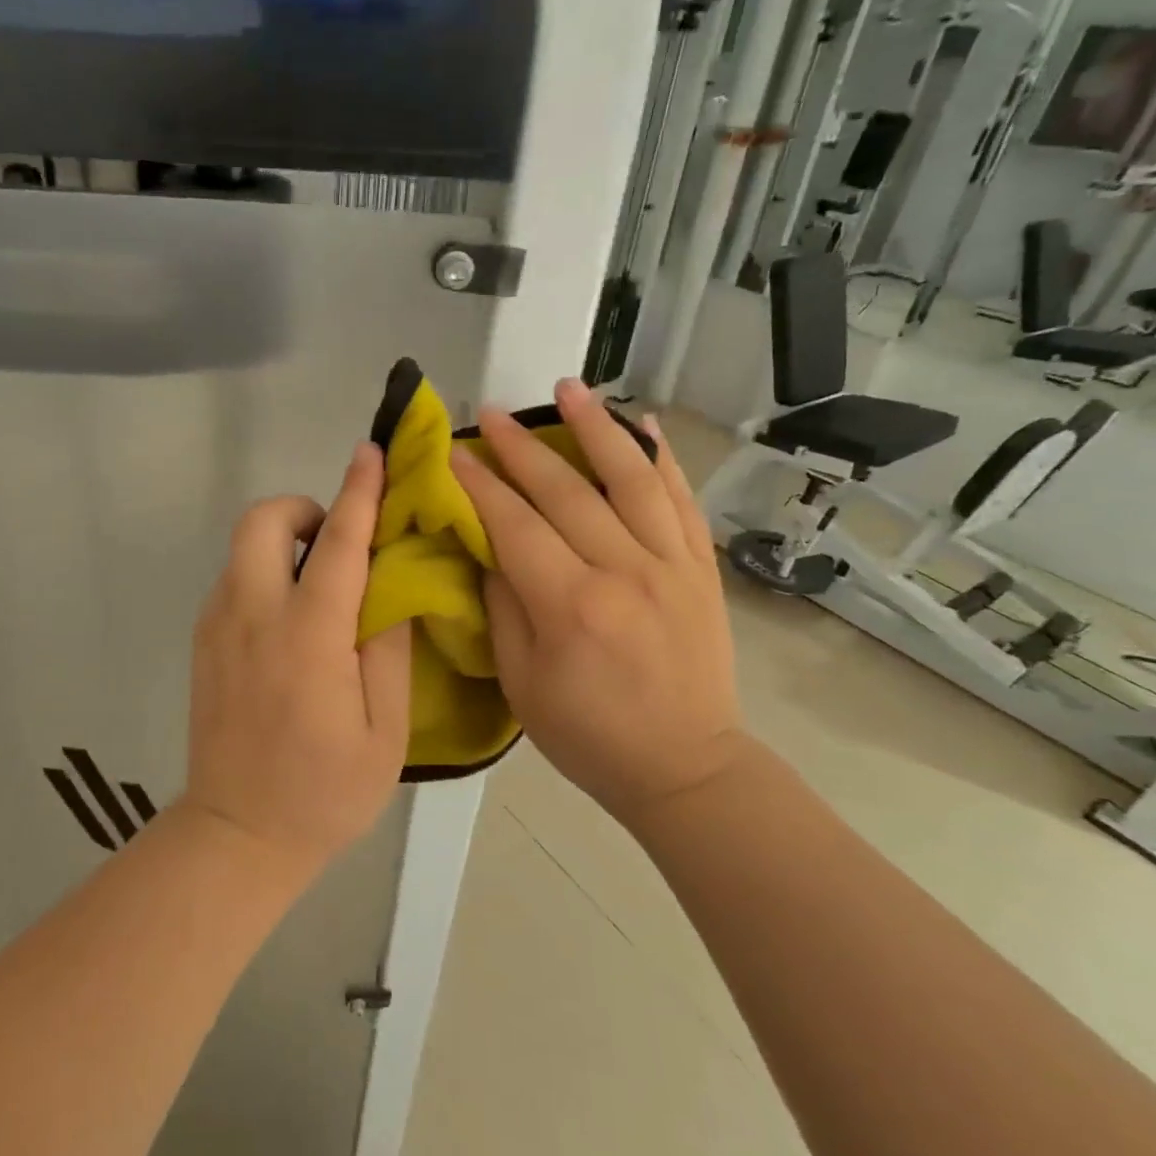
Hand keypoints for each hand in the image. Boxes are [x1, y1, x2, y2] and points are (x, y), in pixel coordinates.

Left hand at [184, 444, 413, 870]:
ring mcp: (217, 627)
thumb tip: (391, 587)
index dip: (358, 493)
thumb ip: (388, 648)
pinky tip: (289, 625)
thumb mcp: (384, 730)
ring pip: (242, 548)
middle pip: (261, 521)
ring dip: (283, 544)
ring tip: (319, 591)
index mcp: (308, 637)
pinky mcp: (201, 642)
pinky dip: (264, 575)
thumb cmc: (324, 792)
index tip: (370, 452)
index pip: (337, 545)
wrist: (237, 836)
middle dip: (301, 510)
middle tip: (335, 546)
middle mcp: (252, 616)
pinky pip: (233, 580)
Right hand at [450, 379, 746, 822]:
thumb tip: (489, 547)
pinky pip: (682, 500)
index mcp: (571, 607)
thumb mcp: (521, 683)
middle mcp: (625, 572)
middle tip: (491, 412)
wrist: (685, 766)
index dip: (479, 484)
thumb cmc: (588, 736)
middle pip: (566, 491)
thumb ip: (503, 606)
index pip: (515, 525)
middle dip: (521, 446)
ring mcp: (672, 565)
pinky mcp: (701, 568)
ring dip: (597, 426)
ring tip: (568, 389)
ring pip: (632, 478)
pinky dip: (661, 458)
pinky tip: (643, 424)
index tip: (453, 451)